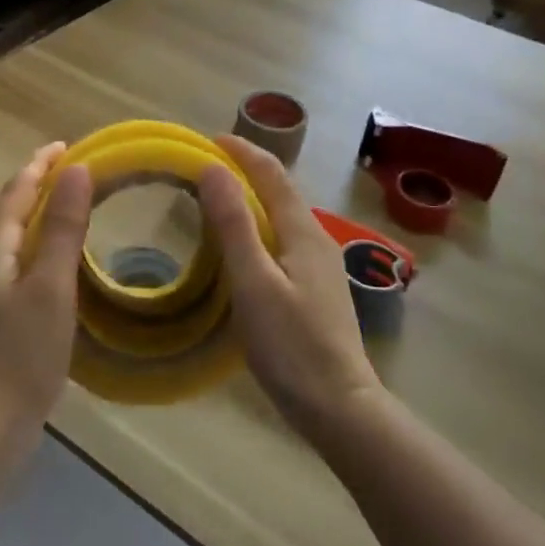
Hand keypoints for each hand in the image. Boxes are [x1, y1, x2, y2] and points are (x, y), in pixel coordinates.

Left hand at [0, 143, 93, 443]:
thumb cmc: (23, 352)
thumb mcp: (52, 285)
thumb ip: (65, 227)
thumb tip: (78, 170)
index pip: (16, 192)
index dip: (40, 165)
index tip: (67, 146)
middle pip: (5, 210)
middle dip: (33, 184)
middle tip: (68, 170)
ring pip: (8, 236)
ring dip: (33, 212)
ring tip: (63, 206)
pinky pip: (13, 259)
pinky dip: (34, 242)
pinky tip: (52, 260)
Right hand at [197, 136, 381, 449]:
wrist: (339, 406)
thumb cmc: (292, 345)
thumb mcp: (253, 282)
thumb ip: (234, 225)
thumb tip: (213, 169)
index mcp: (303, 231)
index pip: (272, 173)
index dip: (242, 151)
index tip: (208, 139)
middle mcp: (316, 239)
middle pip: (280, 190)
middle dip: (246, 170)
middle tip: (205, 166)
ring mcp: (319, 266)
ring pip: (282, 216)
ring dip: (251, 199)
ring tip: (216, 198)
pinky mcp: (315, 289)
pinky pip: (282, 240)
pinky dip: (257, 227)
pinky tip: (241, 247)